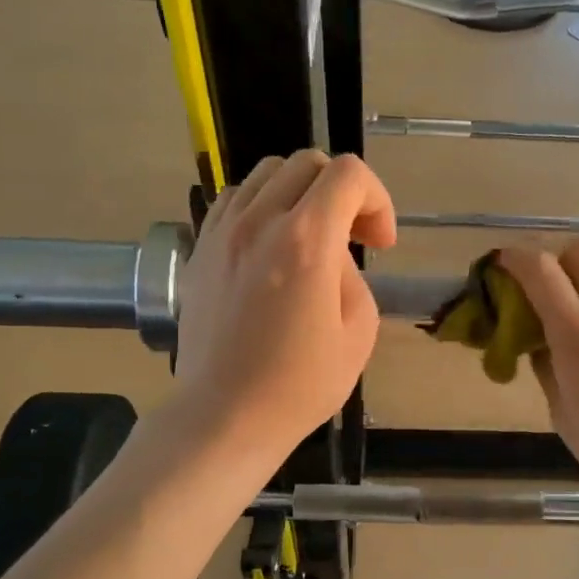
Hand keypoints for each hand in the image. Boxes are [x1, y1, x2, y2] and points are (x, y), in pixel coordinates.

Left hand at [175, 151, 396, 464]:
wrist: (226, 415)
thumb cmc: (300, 384)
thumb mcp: (359, 332)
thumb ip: (353, 276)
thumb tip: (332, 258)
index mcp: (306, 240)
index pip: (349, 174)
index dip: (377, 200)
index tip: (379, 244)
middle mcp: (259, 221)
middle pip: (307, 163)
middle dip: (342, 191)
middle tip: (352, 238)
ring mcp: (222, 233)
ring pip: (266, 174)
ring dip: (299, 194)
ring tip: (309, 236)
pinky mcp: (199, 250)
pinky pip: (233, 200)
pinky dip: (261, 207)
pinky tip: (269, 246)